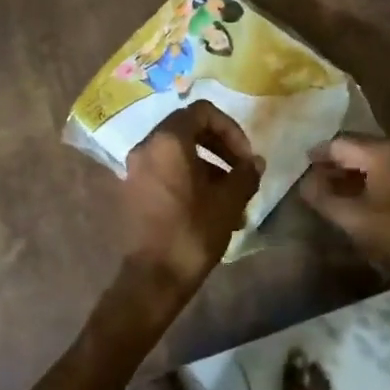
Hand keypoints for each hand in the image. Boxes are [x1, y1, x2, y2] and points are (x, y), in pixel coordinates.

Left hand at [118, 101, 262, 296]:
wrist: (153, 278)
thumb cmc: (193, 231)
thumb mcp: (229, 200)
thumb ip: (245, 174)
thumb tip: (255, 162)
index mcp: (168, 140)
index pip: (202, 112)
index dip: (230, 129)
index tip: (245, 157)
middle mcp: (147, 146)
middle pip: (189, 129)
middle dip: (220, 147)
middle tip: (242, 172)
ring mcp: (137, 169)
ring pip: (179, 153)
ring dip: (209, 167)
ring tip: (234, 200)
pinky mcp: (134, 190)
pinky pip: (167, 171)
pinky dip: (190, 179)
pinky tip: (212, 210)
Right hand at [299, 136, 389, 278]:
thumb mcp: (352, 218)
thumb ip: (323, 197)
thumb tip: (304, 182)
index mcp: (382, 152)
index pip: (340, 143)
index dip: (318, 155)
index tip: (301, 166)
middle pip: (358, 148)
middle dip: (334, 162)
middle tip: (313, 178)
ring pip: (373, 161)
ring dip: (351, 172)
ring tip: (331, 191)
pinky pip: (387, 172)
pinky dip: (368, 180)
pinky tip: (357, 199)